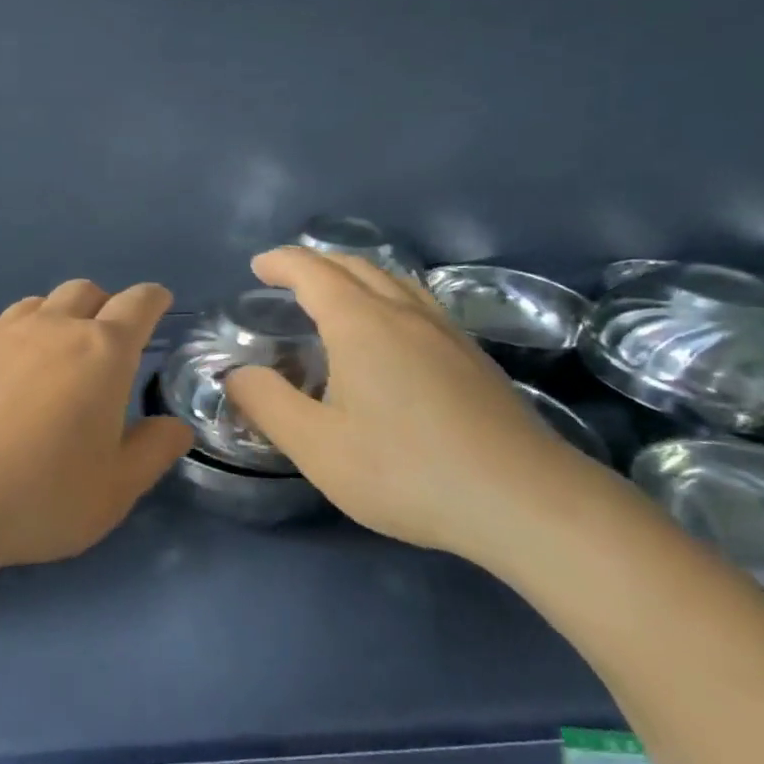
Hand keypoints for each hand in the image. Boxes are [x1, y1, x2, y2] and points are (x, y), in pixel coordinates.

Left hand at [0, 279, 193, 578]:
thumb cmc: (38, 496)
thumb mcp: (114, 490)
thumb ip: (153, 452)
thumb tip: (175, 426)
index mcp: (102, 351)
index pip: (138, 304)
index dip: (153, 300)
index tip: (158, 305)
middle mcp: (52, 327)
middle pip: (86, 291)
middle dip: (105, 306)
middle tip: (107, 343)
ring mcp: (0, 333)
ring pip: (40, 303)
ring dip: (59, 318)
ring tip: (55, 358)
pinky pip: (1, 326)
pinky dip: (18, 337)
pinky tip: (7, 377)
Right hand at [224, 248, 609, 563]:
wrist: (525, 502)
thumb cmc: (406, 470)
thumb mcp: (317, 446)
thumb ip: (268, 404)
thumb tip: (238, 374)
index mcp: (360, 323)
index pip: (312, 271)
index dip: (281, 262)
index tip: (258, 266)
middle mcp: (404, 312)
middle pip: (355, 265)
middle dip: (316, 262)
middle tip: (288, 278)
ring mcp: (446, 332)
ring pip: (395, 280)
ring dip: (356, 274)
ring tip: (335, 296)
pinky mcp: (474, 357)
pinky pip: (419, 303)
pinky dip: (388, 296)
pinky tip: (391, 334)